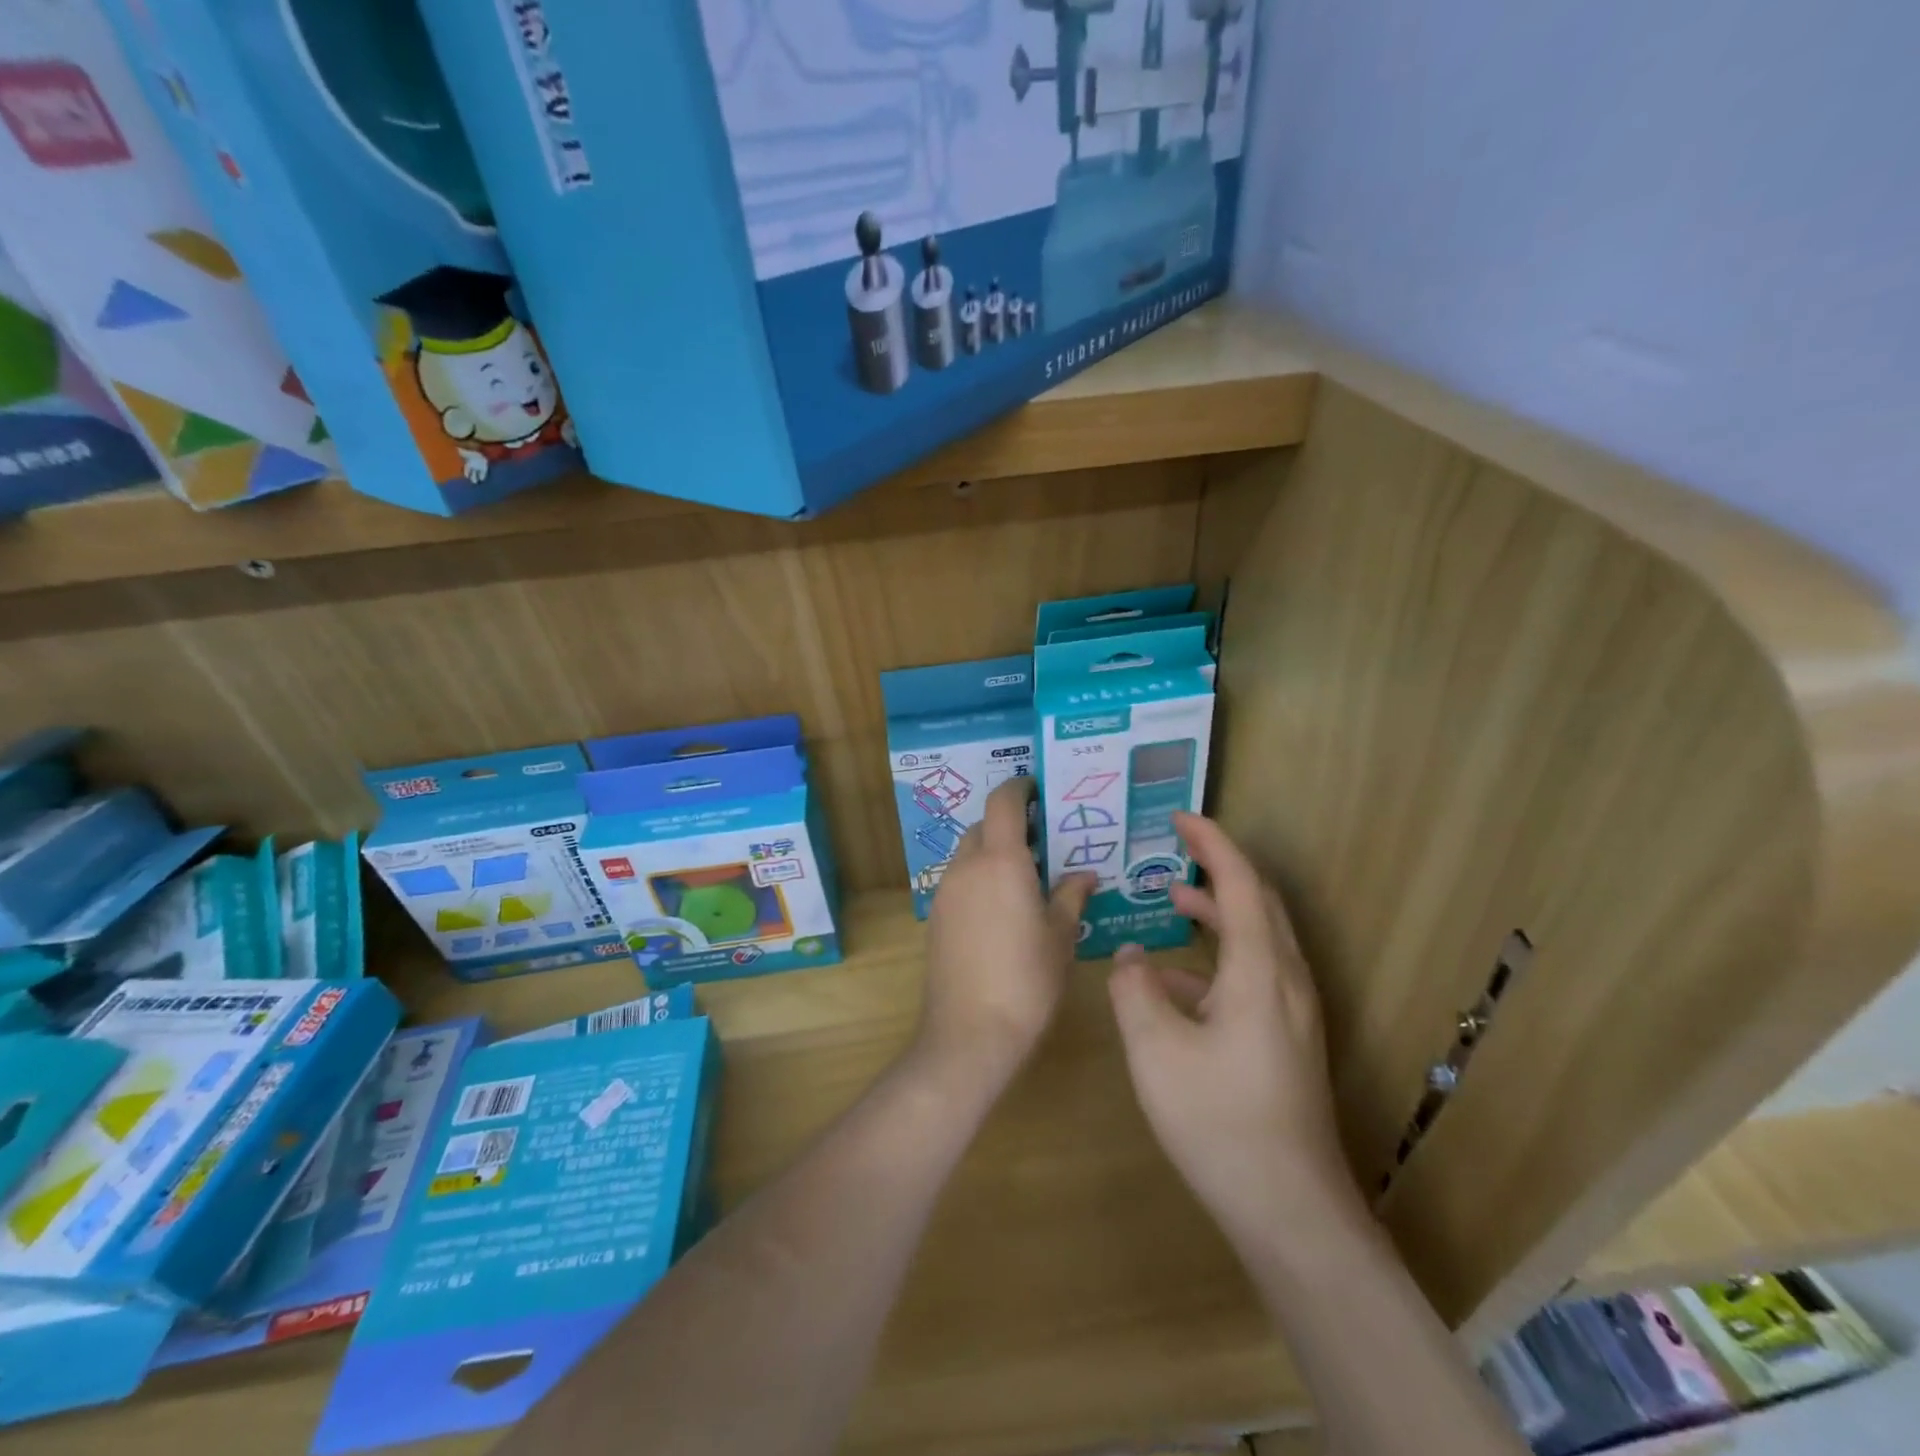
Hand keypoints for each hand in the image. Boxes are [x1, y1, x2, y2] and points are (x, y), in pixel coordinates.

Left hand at [919, 778, 1093, 1084]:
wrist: (969, 1033)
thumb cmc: (1027, 981)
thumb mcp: (1060, 937)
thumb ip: (1071, 897)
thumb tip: (1084, 875)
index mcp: (1001, 861)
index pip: (1004, 802)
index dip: (1020, 787)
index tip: (1040, 790)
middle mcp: (967, 866)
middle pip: (984, 826)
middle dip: (1010, 823)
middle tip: (1043, 840)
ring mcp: (945, 891)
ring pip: (968, 853)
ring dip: (992, 851)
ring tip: (1026, 874)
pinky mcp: (935, 917)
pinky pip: (959, 880)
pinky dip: (979, 877)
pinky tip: (1002, 906)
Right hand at [1108, 812, 1354, 1237]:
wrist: (1289, 1209)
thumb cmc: (1219, 1121)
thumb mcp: (1155, 1049)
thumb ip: (1135, 988)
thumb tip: (1131, 954)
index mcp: (1260, 971)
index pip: (1239, 883)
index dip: (1211, 843)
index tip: (1179, 818)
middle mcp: (1287, 980)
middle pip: (1260, 902)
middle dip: (1219, 868)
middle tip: (1176, 851)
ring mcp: (1294, 1012)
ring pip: (1260, 938)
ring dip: (1219, 912)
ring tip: (1172, 903)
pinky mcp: (1288, 1039)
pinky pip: (1256, 975)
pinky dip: (1219, 958)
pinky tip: (1176, 983)